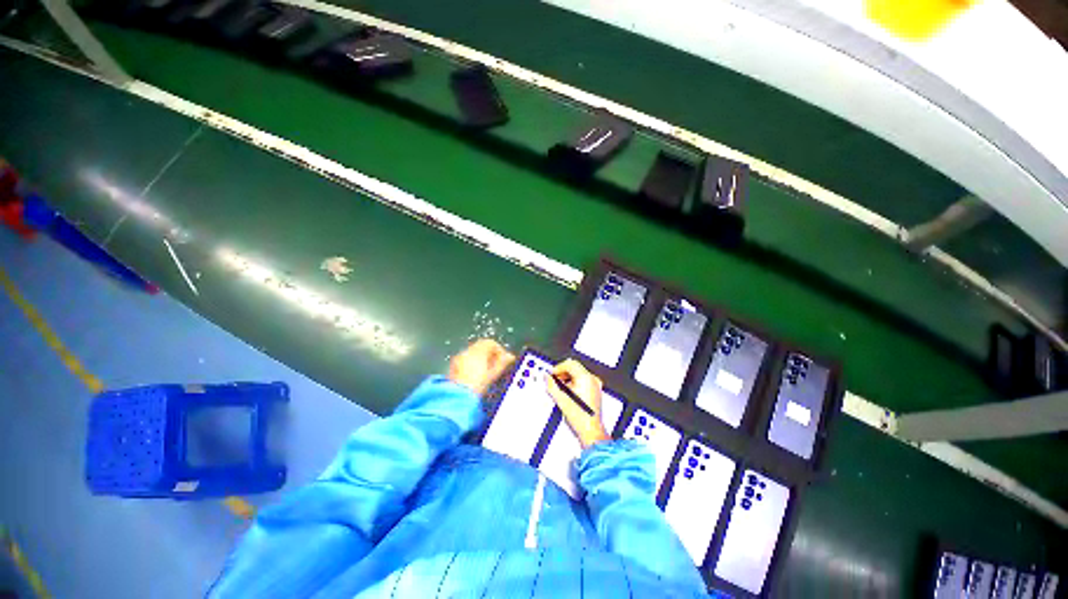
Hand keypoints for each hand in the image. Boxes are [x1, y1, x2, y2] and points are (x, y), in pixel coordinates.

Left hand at [448, 339, 514, 395]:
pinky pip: (465, 363)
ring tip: (488, 376)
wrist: (457, 399)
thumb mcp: (493, 375)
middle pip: (481, 348)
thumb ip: (503, 363)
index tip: (505, 361)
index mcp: (477, 350)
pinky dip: (473, 368)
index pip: (491, 343)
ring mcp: (458, 360)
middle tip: (498, 368)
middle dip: (491, 357)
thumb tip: (510, 357)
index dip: (500, 351)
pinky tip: (477, 380)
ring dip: (482, 362)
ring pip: (473, 356)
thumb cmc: (477, 386)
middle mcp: (466, 352)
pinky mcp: (453, 369)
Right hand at [545, 359, 608, 448]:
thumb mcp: (560, 399)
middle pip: (575, 367)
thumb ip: (551, 385)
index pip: (570, 364)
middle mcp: (592, 379)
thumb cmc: (580, 418)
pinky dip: (575, 383)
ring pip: (579, 374)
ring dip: (568, 378)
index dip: (558, 367)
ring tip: (561, 389)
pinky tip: (569, 393)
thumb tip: (547, 377)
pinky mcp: (595, 391)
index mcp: (585, 378)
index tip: (552, 374)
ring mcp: (595, 385)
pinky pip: (583, 381)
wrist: (591, 431)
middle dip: (563, 373)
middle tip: (554, 380)